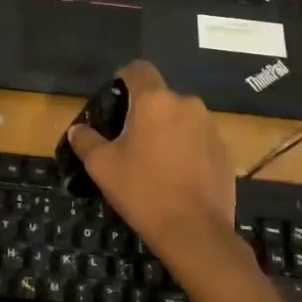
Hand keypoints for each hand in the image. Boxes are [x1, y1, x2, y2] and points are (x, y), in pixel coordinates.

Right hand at [67, 61, 236, 254]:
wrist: (195, 231)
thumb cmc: (143, 190)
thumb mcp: (102, 166)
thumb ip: (86, 140)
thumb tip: (77, 129)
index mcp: (155, 101)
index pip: (138, 69)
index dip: (122, 78)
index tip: (113, 101)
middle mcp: (187, 104)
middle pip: (159, 97)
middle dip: (143, 112)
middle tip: (127, 140)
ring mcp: (210, 127)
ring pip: (180, 117)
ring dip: (166, 130)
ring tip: (153, 160)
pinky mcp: (224, 150)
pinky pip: (197, 138)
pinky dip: (185, 148)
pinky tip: (176, 175)